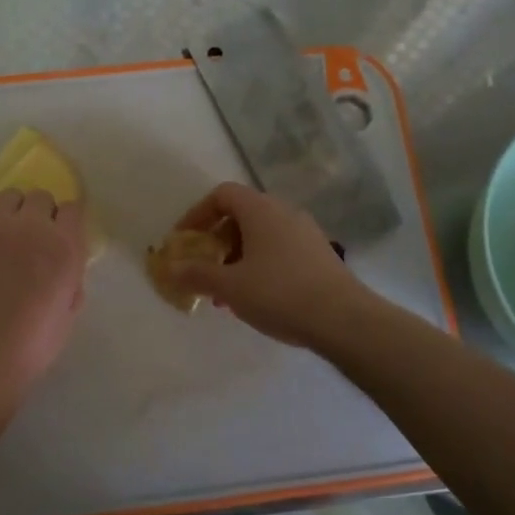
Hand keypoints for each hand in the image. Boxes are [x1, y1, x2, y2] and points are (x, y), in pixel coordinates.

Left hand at [0, 190, 87, 403]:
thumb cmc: (28, 347)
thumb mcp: (66, 315)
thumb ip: (69, 280)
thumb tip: (63, 267)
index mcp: (64, 248)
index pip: (73, 208)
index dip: (66, 223)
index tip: (60, 237)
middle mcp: (31, 227)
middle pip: (40, 197)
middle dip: (39, 213)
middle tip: (31, 239)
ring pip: (7, 197)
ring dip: (10, 214)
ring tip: (2, 238)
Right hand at [169, 182, 375, 350]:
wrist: (343, 319)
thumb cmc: (279, 294)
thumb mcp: (230, 287)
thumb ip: (197, 274)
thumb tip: (171, 268)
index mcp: (261, 210)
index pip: (222, 195)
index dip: (197, 214)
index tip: (185, 241)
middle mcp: (285, 212)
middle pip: (241, 215)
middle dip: (217, 242)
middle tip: (204, 270)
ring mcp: (306, 233)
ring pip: (261, 236)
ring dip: (237, 258)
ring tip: (226, 293)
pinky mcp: (319, 255)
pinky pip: (279, 250)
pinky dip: (260, 265)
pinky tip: (256, 299)